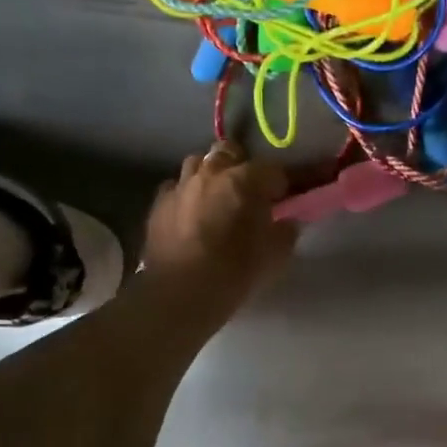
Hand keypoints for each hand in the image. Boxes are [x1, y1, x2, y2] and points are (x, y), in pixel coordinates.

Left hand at [142, 142, 297, 324]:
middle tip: (249, 193)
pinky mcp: (158, 204)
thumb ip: (286, 231)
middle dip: (242, 167)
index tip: (287, 200)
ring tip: (216, 200)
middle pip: (230, 152)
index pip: (276, 170)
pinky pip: (176, 189)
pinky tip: (190, 217)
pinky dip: (187, 197)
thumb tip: (286, 221)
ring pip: (198, 165)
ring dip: (211, 177)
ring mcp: (180, 185)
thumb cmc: (236, 271)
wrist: (180, 293)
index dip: (285, 185)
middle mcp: (211, 172)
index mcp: (246, 179)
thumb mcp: (276, 255)